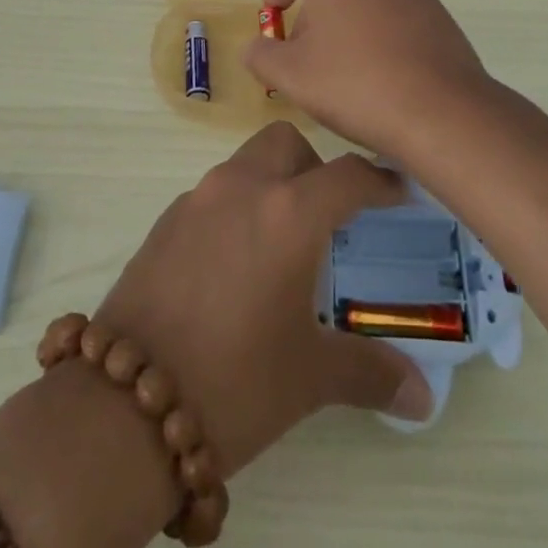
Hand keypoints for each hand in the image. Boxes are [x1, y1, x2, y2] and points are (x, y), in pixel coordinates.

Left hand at [93, 122, 433, 479]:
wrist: (125, 405)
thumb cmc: (235, 382)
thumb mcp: (310, 377)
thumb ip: (371, 374)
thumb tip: (422, 397)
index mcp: (288, 213)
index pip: (347, 176)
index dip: (379, 181)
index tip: (397, 192)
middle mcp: (242, 187)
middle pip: (286, 143)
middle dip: (314, 166)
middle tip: (329, 215)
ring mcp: (197, 199)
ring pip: (246, 163)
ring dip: (271, 184)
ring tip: (281, 243)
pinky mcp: (165, 220)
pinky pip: (213, 194)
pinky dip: (235, 208)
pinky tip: (234, 264)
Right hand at [243, 0, 493, 159]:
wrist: (442, 111)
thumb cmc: (356, 83)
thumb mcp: (291, 75)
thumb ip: (261, 55)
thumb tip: (256, 47)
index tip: (272, 21)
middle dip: (310, 10)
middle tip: (302, 52)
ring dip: (342, 19)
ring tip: (338, 64)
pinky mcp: (435, 6)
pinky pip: (390, 6)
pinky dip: (374, 26)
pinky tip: (374, 67)